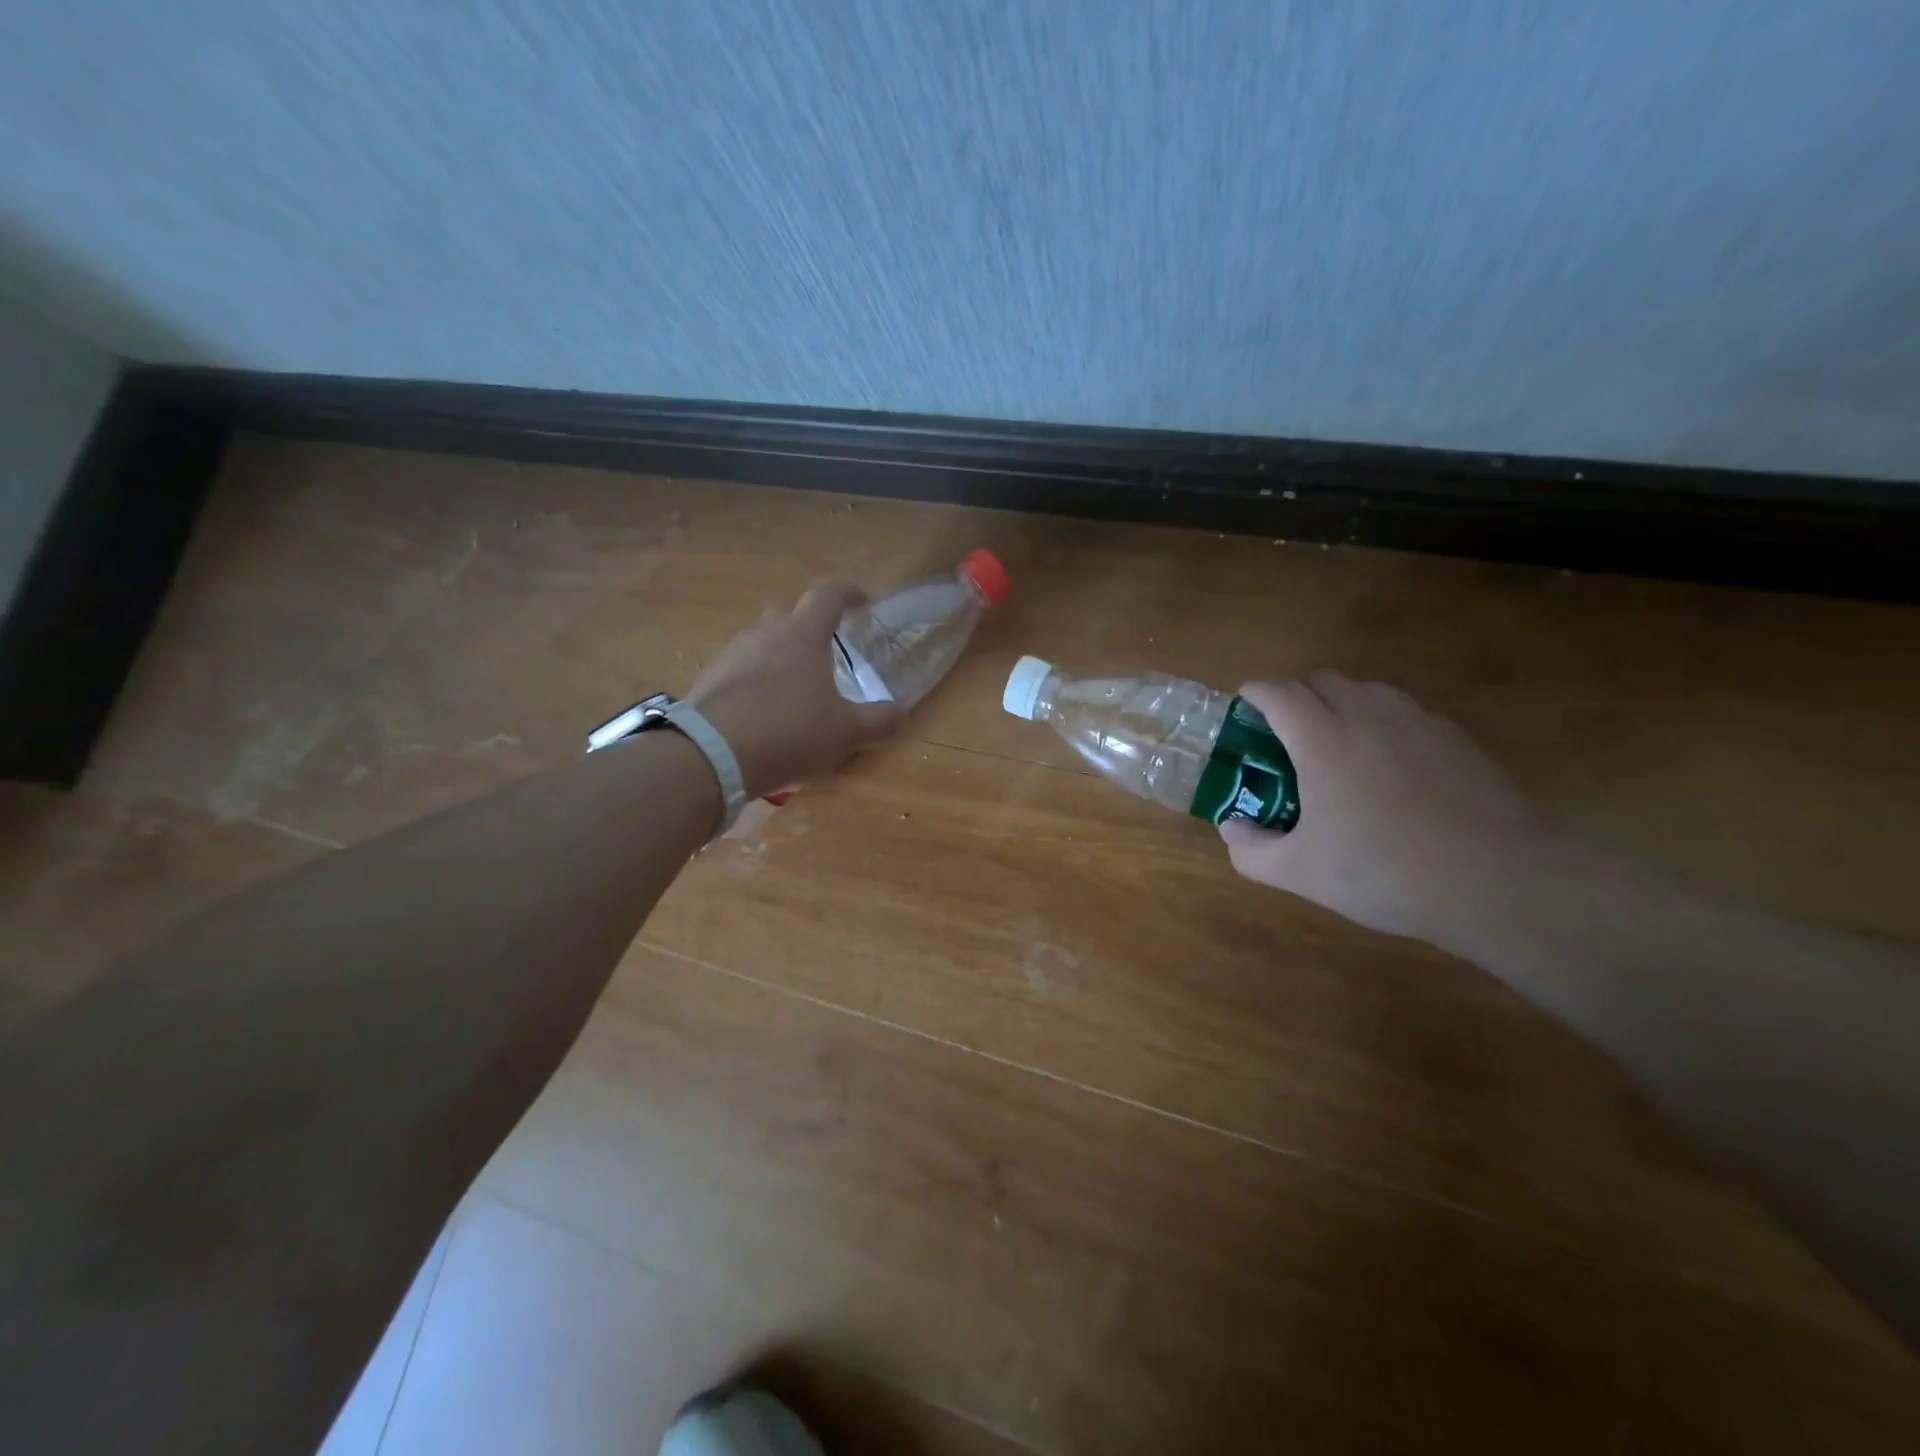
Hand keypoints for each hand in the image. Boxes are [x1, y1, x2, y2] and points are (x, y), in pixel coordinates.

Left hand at [686, 580, 903, 798]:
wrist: (711, 755)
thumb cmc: (790, 733)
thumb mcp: (846, 733)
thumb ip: (879, 721)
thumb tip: (900, 712)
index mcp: (803, 636)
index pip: (828, 594)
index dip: (848, 593)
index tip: (862, 603)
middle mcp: (765, 634)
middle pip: (789, 615)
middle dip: (809, 628)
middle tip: (825, 656)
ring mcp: (731, 654)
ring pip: (761, 643)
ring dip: (779, 658)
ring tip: (792, 693)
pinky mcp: (708, 680)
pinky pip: (738, 671)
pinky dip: (753, 684)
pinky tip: (760, 715)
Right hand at [1219, 672, 1543, 946]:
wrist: (1498, 881)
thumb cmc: (1385, 872)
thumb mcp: (1300, 872)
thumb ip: (1251, 850)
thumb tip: (1232, 827)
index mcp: (1322, 740)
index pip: (1279, 692)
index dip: (1255, 692)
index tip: (1244, 705)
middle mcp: (1367, 716)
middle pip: (1322, 678)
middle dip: (1296, 694)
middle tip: (1285, 732)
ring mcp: (1418, 723)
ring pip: (1367, 689)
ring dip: (1341, 702)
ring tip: (1337, 743)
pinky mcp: (1456, 739)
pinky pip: (1406, 712)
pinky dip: (1383, 722)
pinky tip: (1389, 766)